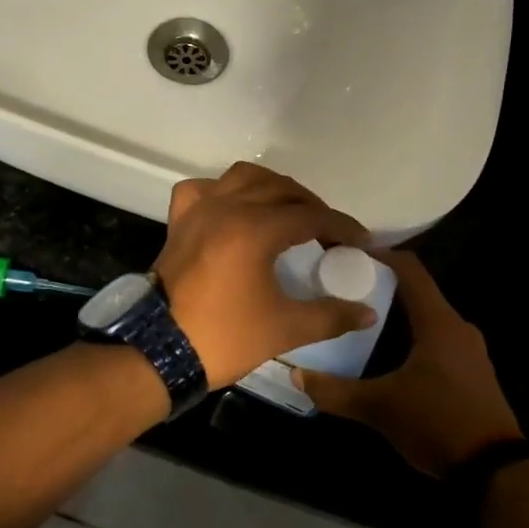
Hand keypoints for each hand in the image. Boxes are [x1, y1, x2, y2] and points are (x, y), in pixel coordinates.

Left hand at [155, 162, 374, 389]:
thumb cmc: (225, 337)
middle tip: (329, 232)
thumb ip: (331, 316)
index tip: (361, 241)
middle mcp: (227, 207)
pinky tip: (234, 208)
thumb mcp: (285, 329)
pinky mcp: (179, 221)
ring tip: (288, 212)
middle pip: (281, 190)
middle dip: (311, 206)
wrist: (159, 350)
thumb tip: (368, 313)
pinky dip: (223, 191)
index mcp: (255, 229)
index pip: (311, 216)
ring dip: (272, 188)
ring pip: (243, 178)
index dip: (341, 226)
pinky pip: (203, 189)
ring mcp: (199, 210)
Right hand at [296, 251, 522, 476]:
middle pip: (419, 291)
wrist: (496, 472)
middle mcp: (458, 328)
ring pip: (429, 317)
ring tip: (362, 319)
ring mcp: (470, 351)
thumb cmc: (437, 423)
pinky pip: (438, 338)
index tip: (349, 254)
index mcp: (439, 323)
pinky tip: (390, 353)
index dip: (382, 255)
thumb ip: (335, 391)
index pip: (411, 270)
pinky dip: (413, 335)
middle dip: (384, 285)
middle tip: (347, 288)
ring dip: (399, 313)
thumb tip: (296, 374)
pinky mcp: (473, 372)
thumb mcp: (379, 407)